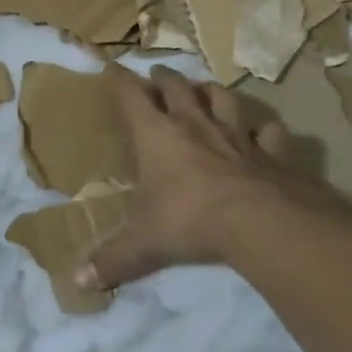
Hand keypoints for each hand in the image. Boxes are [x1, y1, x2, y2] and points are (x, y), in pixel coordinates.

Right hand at [77, 64, 318, 289]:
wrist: (262, 223)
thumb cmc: (189, 220)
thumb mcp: (142, 243)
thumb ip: (112, 260)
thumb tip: (77, 283)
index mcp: (156, 136)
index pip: (131, 97)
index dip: (119, 81)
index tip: (110, 67)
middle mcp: (194, 126)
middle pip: (177, 88)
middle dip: (163, 78)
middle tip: (157, 74)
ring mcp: (237, 136)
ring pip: (223, 99)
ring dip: (211, 92)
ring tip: (205, 90)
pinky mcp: (273, 153)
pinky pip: (269, 133)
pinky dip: (264, 131)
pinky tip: (263, 134)